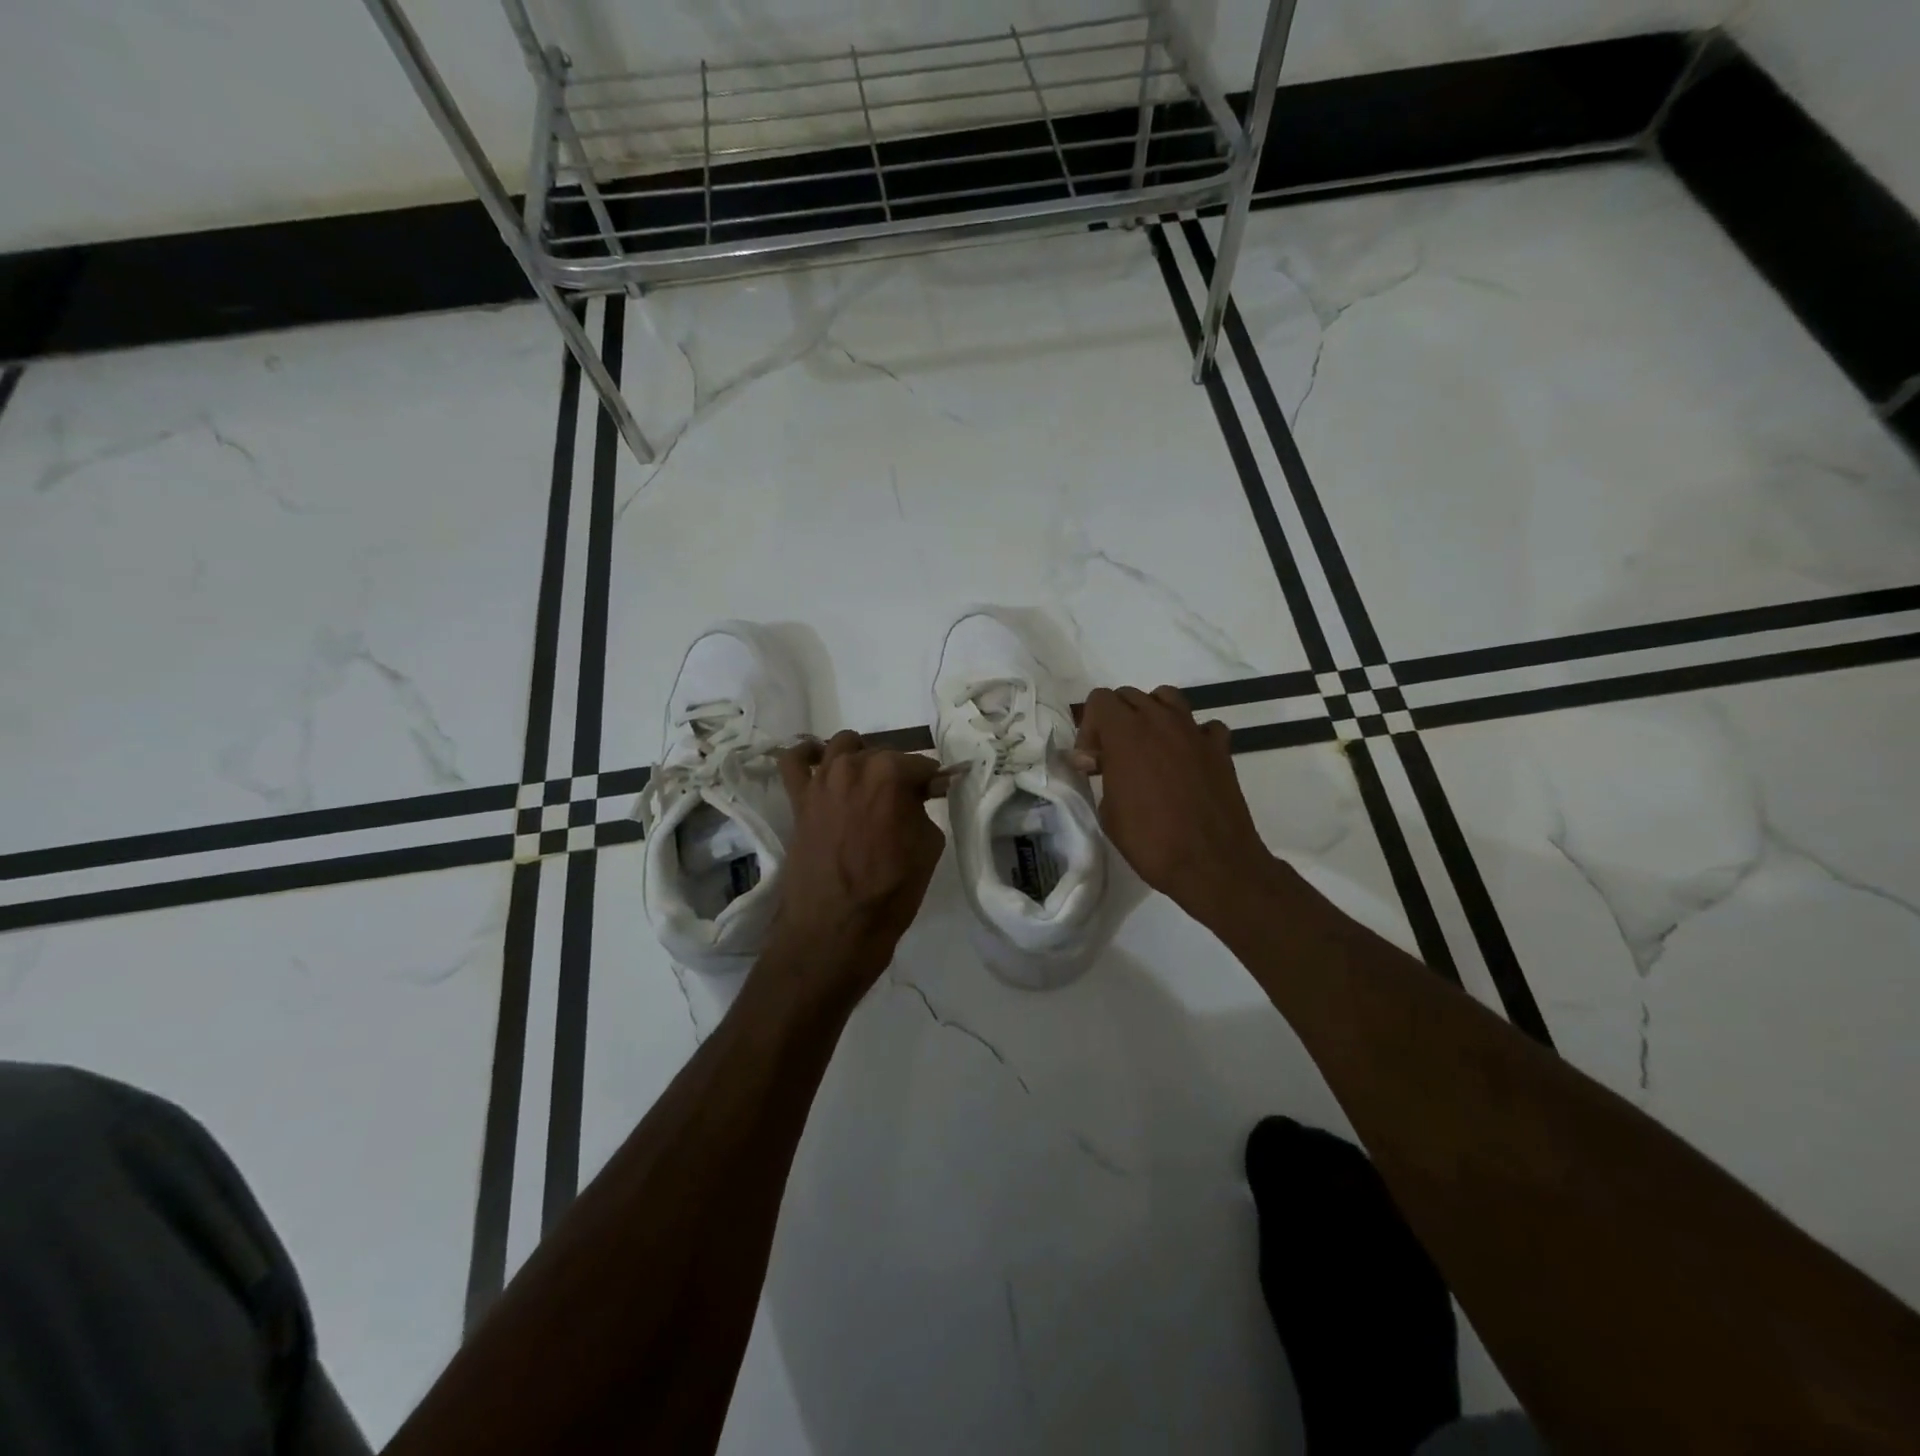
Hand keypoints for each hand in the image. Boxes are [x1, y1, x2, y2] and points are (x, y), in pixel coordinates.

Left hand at [766, 731, 946, 995]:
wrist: (836, 929)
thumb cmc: (891, 890)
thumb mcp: (929, 846)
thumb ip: (925, 808)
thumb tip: (922, 793)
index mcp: (890, 773)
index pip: (921, 765)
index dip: (933, 782)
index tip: (938, 796)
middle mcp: (853, 766)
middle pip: (883, 754)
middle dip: (899, 773)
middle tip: (906, 803)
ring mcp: (821, 780)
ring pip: (842, 747)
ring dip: (861, 758)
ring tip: (869, 785)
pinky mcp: (798, 799)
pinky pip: (793, 761)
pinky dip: (806, 755)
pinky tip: (819, 763)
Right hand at [1075, 686, 1278, 924]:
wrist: (1212, 863)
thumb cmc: (1151, 841)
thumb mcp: (1109, 812)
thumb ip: (1101, 775)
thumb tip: (1094, 760)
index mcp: (1126, 733)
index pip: (1099, 699)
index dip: (1089, 727)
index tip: (1092, 761)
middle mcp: (1160, 721)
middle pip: (1130, 696)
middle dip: (1116, 720)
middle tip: (1114, 757)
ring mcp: (1194, 731)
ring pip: (1167, 698)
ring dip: (1152, 716)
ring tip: (1149, 748)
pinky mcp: (1220, 748)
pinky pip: (1203, 726)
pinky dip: (1192, 736)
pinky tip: (1187, 761)